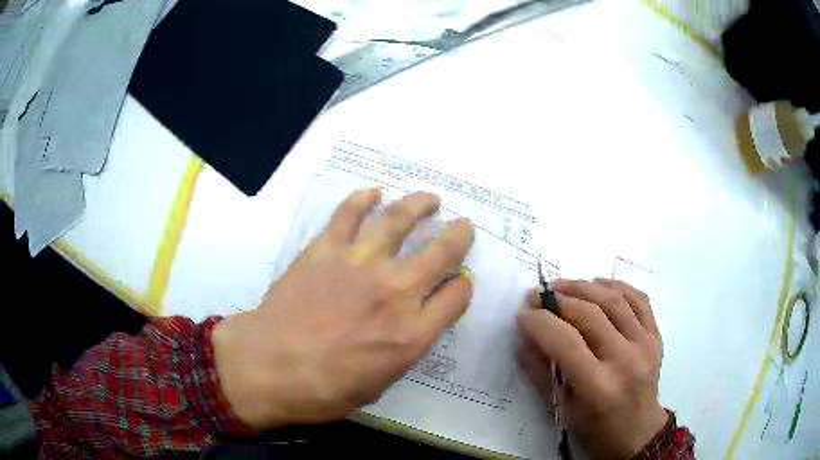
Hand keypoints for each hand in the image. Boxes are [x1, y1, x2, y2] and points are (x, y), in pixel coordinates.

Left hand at [212, 189, 474, 430]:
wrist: (269, 366)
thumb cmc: (325, 389)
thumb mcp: (380, 384)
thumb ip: (404, 349)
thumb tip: (414, 324)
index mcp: (412, 333)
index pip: (456, 296)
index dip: (462, 286)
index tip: (458, 283)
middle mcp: (396, 291)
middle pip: (442, 252)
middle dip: (459, 236)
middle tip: (464, 226)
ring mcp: (360, 263)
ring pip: (400, 220)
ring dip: (420, 204)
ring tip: (430, 199)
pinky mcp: (326, 249)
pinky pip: (349, 213)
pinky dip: (364, 199)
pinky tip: (373, 194)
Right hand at [516, 279, 666, 458]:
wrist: (638, 431)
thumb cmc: (596, 427)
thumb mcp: (561, 409)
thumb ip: (540, 372)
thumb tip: (524, 337)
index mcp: (598, 388)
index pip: (566, 343)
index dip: (540, 323)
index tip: (523, 313)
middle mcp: (625, 361)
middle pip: (590, 315)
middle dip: (558, 300)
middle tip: (537, 295)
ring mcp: (645, 345)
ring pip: (614, 300)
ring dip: (583, 287)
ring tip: (561, 285)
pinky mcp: (656, 336)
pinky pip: (638, 299)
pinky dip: (616, 285)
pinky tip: (597, 284)